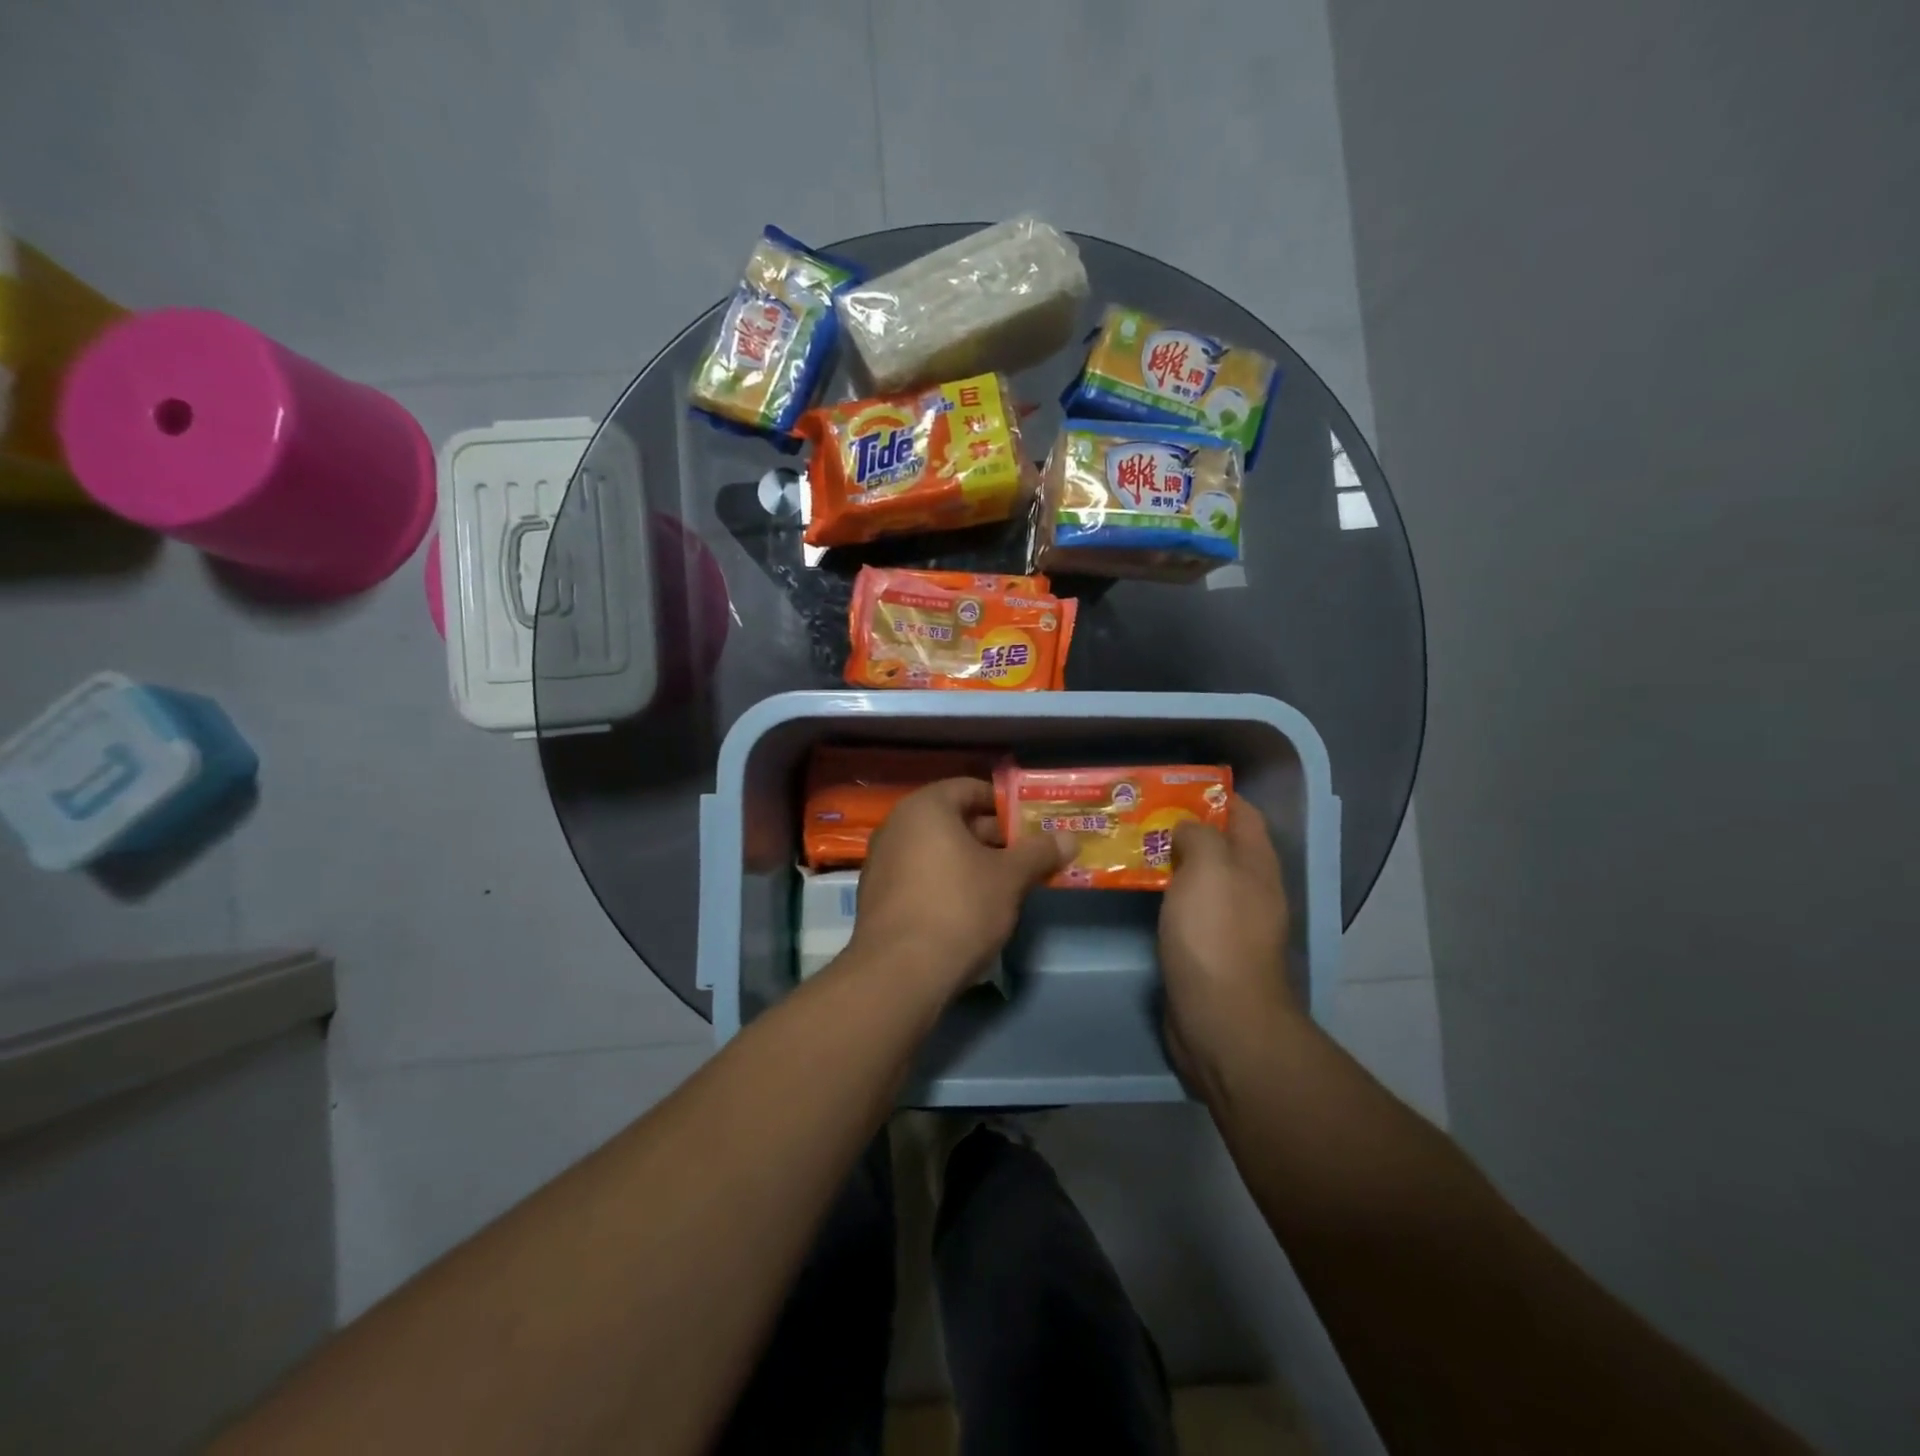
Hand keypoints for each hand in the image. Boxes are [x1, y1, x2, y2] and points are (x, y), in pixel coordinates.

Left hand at [850, 778, 1074, 1000]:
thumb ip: (1039, 852)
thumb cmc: (959, 908)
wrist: (899, 973)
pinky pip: (920, 877)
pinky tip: (972, 909)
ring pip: (937, 851)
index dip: (1005, 804)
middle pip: (953, 820)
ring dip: (972, 863)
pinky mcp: (878, 898)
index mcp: (925, 808)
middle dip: (993, 838)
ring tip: (1007, 884)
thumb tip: (1069, 837)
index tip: (1032, 824)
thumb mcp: (1009, 878)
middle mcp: (897, 826)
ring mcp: (882, 863)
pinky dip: (947, 883)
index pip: (970, 788)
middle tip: (1028, 856)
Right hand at [1159, 795, 1297, 1093]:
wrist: (1220, 1017)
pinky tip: (1134, 888)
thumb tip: (1186, 829)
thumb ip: (1199, 835)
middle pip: (1218, 845)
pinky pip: (1183, 908)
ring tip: (1128, 844)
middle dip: (1183, 826)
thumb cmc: (1215, 934)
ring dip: (1168, 860)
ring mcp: (1227, 922)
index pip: (1243, 814)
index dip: (1214, 795)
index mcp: (1256, 865)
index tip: (1173, 785)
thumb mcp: (1209, 868)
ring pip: (1197, 878)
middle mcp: (1247, 889)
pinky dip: (1162, 893)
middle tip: (1139, 814)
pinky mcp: (1204, 949)